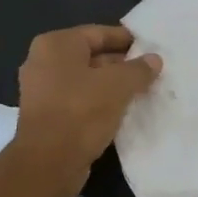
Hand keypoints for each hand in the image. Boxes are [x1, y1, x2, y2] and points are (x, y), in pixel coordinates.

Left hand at [8, 24, 160, 196]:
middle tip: (151, 72)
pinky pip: (79, 100)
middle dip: (121, 64)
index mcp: (56, 44)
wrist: (48, 163)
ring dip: (112, 86)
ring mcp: (42, 90)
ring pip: (86, 80)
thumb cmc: (81, 112)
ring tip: (143, 91)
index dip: (127, 40)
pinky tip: (123, 111)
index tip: (151, 47)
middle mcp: (44, 62)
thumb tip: (154, 60)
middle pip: (91, 56)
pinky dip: (99, 102)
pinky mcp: (47, 115)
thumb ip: (138, 69)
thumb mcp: (118, 86)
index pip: (99, 33)